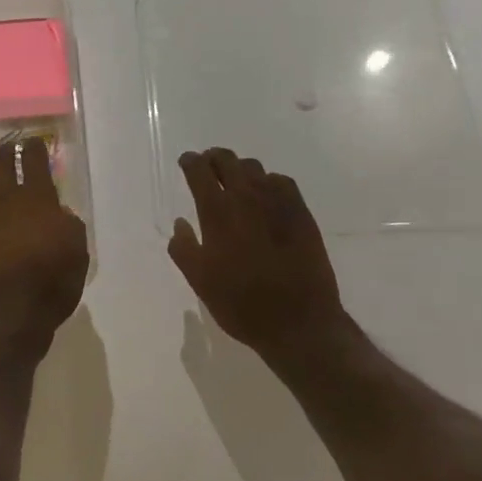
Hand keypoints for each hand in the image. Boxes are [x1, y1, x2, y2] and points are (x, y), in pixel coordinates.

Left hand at [0, 138, 88, 360]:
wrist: (8, 316)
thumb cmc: (51, 285)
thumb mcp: (78, 254)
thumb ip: (69, 227)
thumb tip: (59, 214)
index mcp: (38, 200)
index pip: (34, 162)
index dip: (34, 148)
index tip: (34, 141)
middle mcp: (7, 201)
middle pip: (1, 165)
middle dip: (6, 152)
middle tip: (10, 148)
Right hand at [168, 148, 360, 363]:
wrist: (299, 322)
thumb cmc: (242, 304)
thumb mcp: (200, 282)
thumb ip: (183, 248)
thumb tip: (180, 223)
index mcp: (217, 211)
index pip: (199, 170)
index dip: (190, 161)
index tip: (186, 162)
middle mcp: (246, 197)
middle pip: (227, 159)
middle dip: (213, 158)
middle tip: (208, 167)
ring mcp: (277, 202)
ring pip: (254, 168)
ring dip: (240, 169)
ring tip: (236, 182)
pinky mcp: (301, 212)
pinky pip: (281, 182)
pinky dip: (268, 182)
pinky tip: (266, 197)